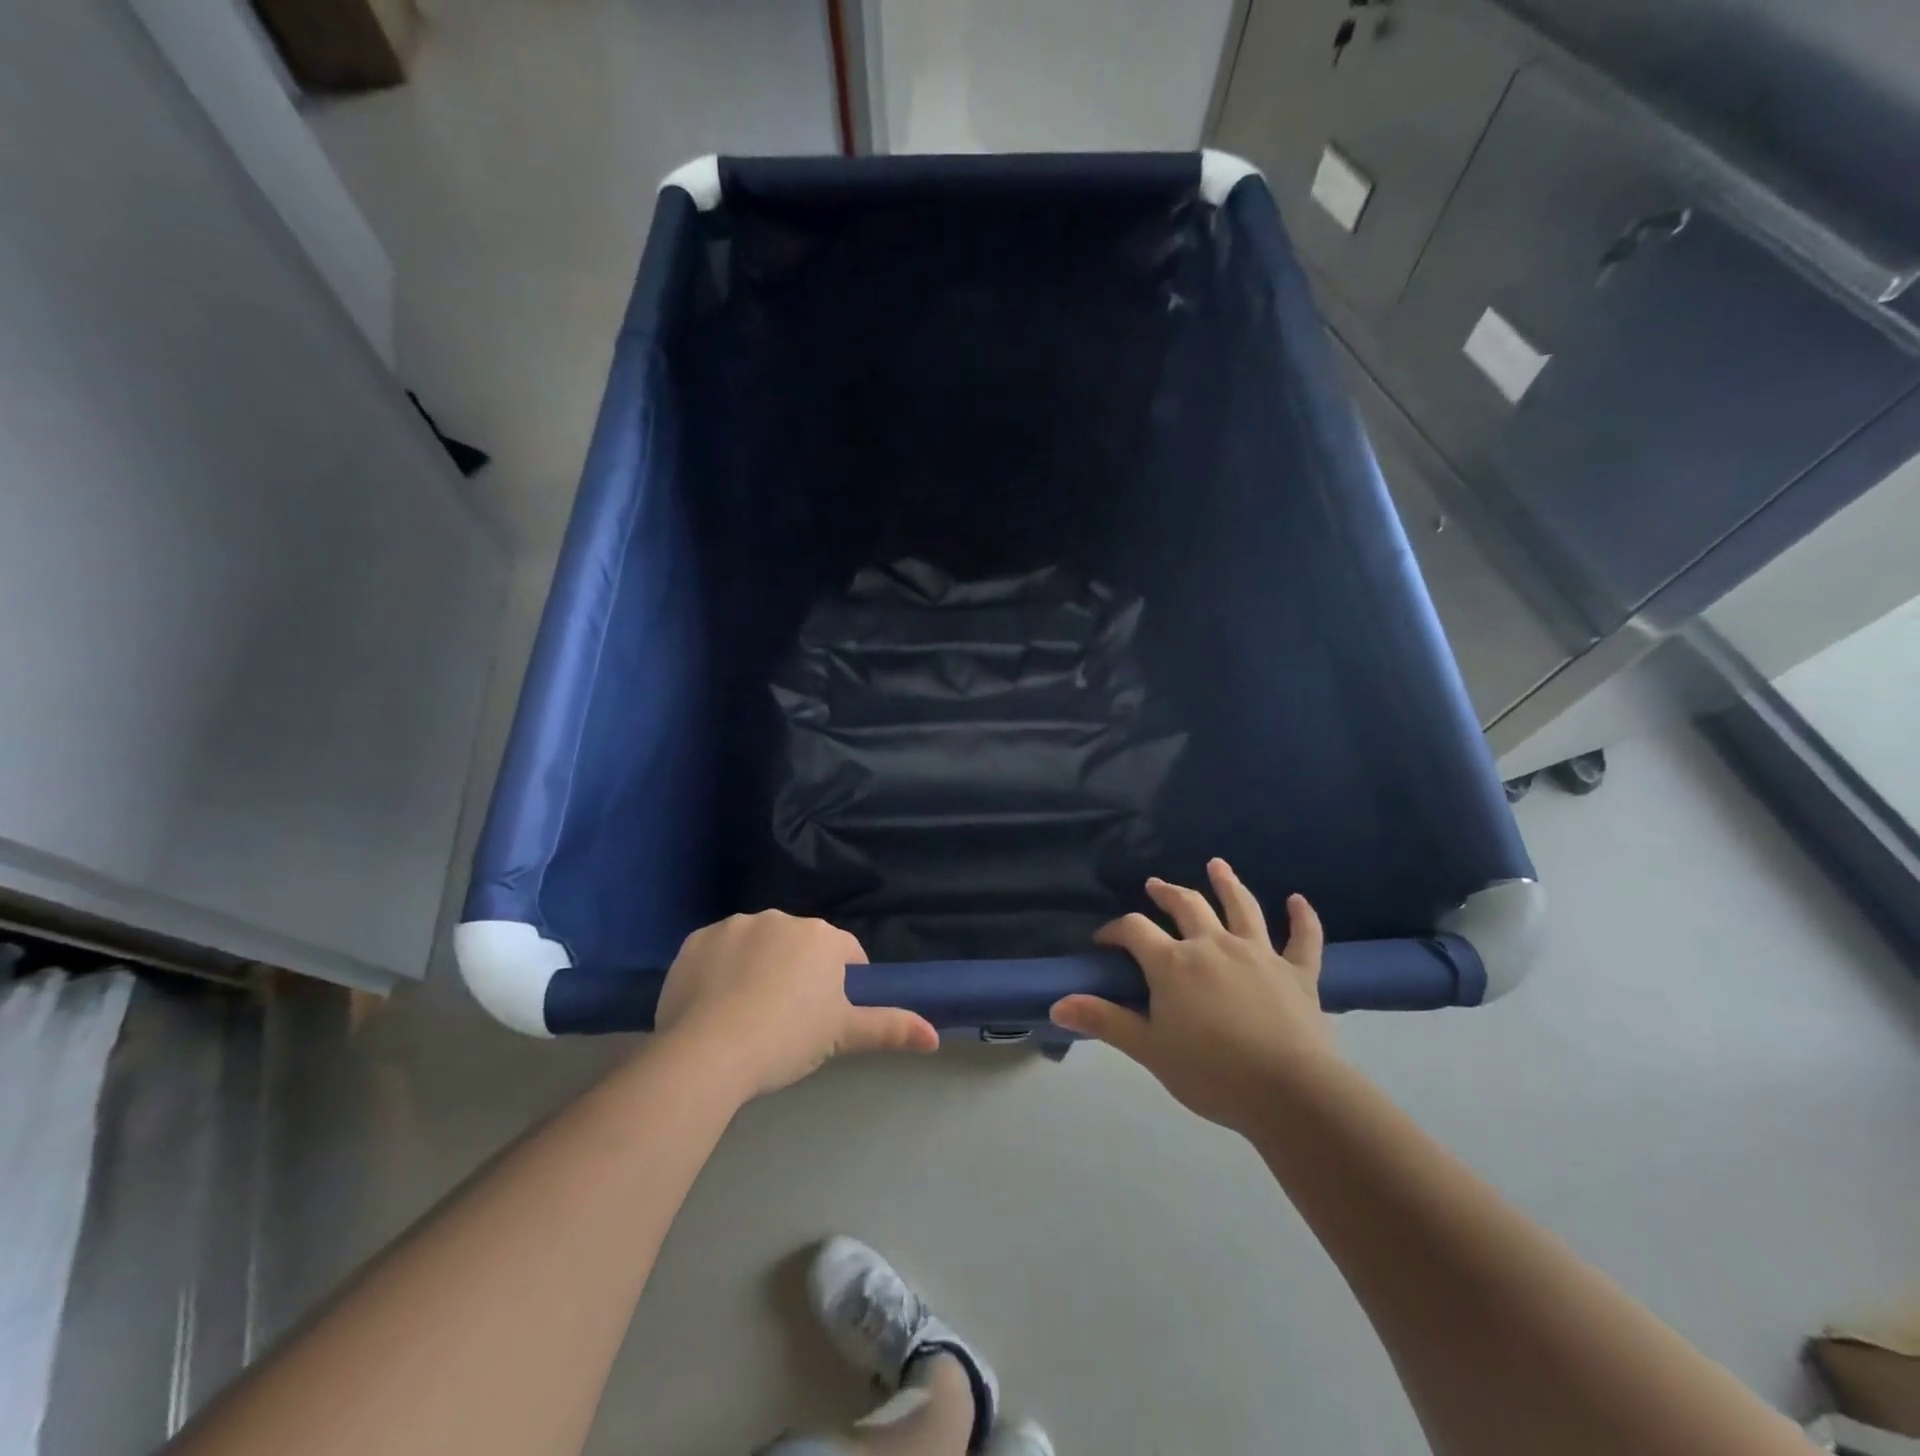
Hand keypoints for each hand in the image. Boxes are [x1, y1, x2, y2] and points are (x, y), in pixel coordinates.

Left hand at [655, 912, 938, 1099]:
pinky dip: (719, 970)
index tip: (827, 1015)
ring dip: (758, 967)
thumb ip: (890, 1028)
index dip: (842, 983)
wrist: (708, 1052)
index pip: (846, 953)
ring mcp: (735, 925)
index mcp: (822, 937)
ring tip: (745, 1014)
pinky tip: (712, 1004)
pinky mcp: (696, 939)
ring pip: (758, 944)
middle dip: (799, 972)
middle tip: (786, 1019)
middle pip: (800, 945)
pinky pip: (717, 951)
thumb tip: (935, 1036)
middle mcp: (781, 918)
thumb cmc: (787, 1039)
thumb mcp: (842, 1035)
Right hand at [1050, 860, 1336, 1132]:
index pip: (1135, 930)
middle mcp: (1213, 945)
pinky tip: (1298, 900)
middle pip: (1186, 906)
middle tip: (1155, 885)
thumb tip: (1056, 1003)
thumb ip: (1104, 1020)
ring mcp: (1259, 954)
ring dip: (1228, 883)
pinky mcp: (1298, 972)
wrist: (1289, 1092)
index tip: (1105, 941)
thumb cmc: (1211, 1073)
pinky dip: (1303, 917)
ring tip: (1217, 865)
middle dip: (1167, 893)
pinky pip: (1303, 938)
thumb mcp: (1148, 1049)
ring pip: (1242, 908)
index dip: (1116, 930)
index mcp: (1174, 963)